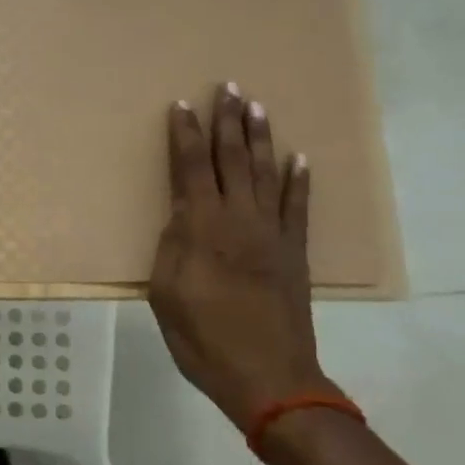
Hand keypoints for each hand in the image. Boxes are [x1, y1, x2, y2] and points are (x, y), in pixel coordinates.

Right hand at [149, 82, 339, 428]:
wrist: (268, 377)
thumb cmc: (203, 339)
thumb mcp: (165, 293)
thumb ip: (172, 247)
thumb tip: (182, 218)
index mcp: (202, 228)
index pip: (190, 167)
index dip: (185, 135)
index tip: (182, 105)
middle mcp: (239, 219)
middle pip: (231, 159)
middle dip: (227, 121)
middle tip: (228, 86)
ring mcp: (272, 234)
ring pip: (265, 173)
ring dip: (260, 137)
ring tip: (257, 105)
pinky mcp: (295, 252)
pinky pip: (298, 207)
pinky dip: (298, 180)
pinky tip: (298, 158)